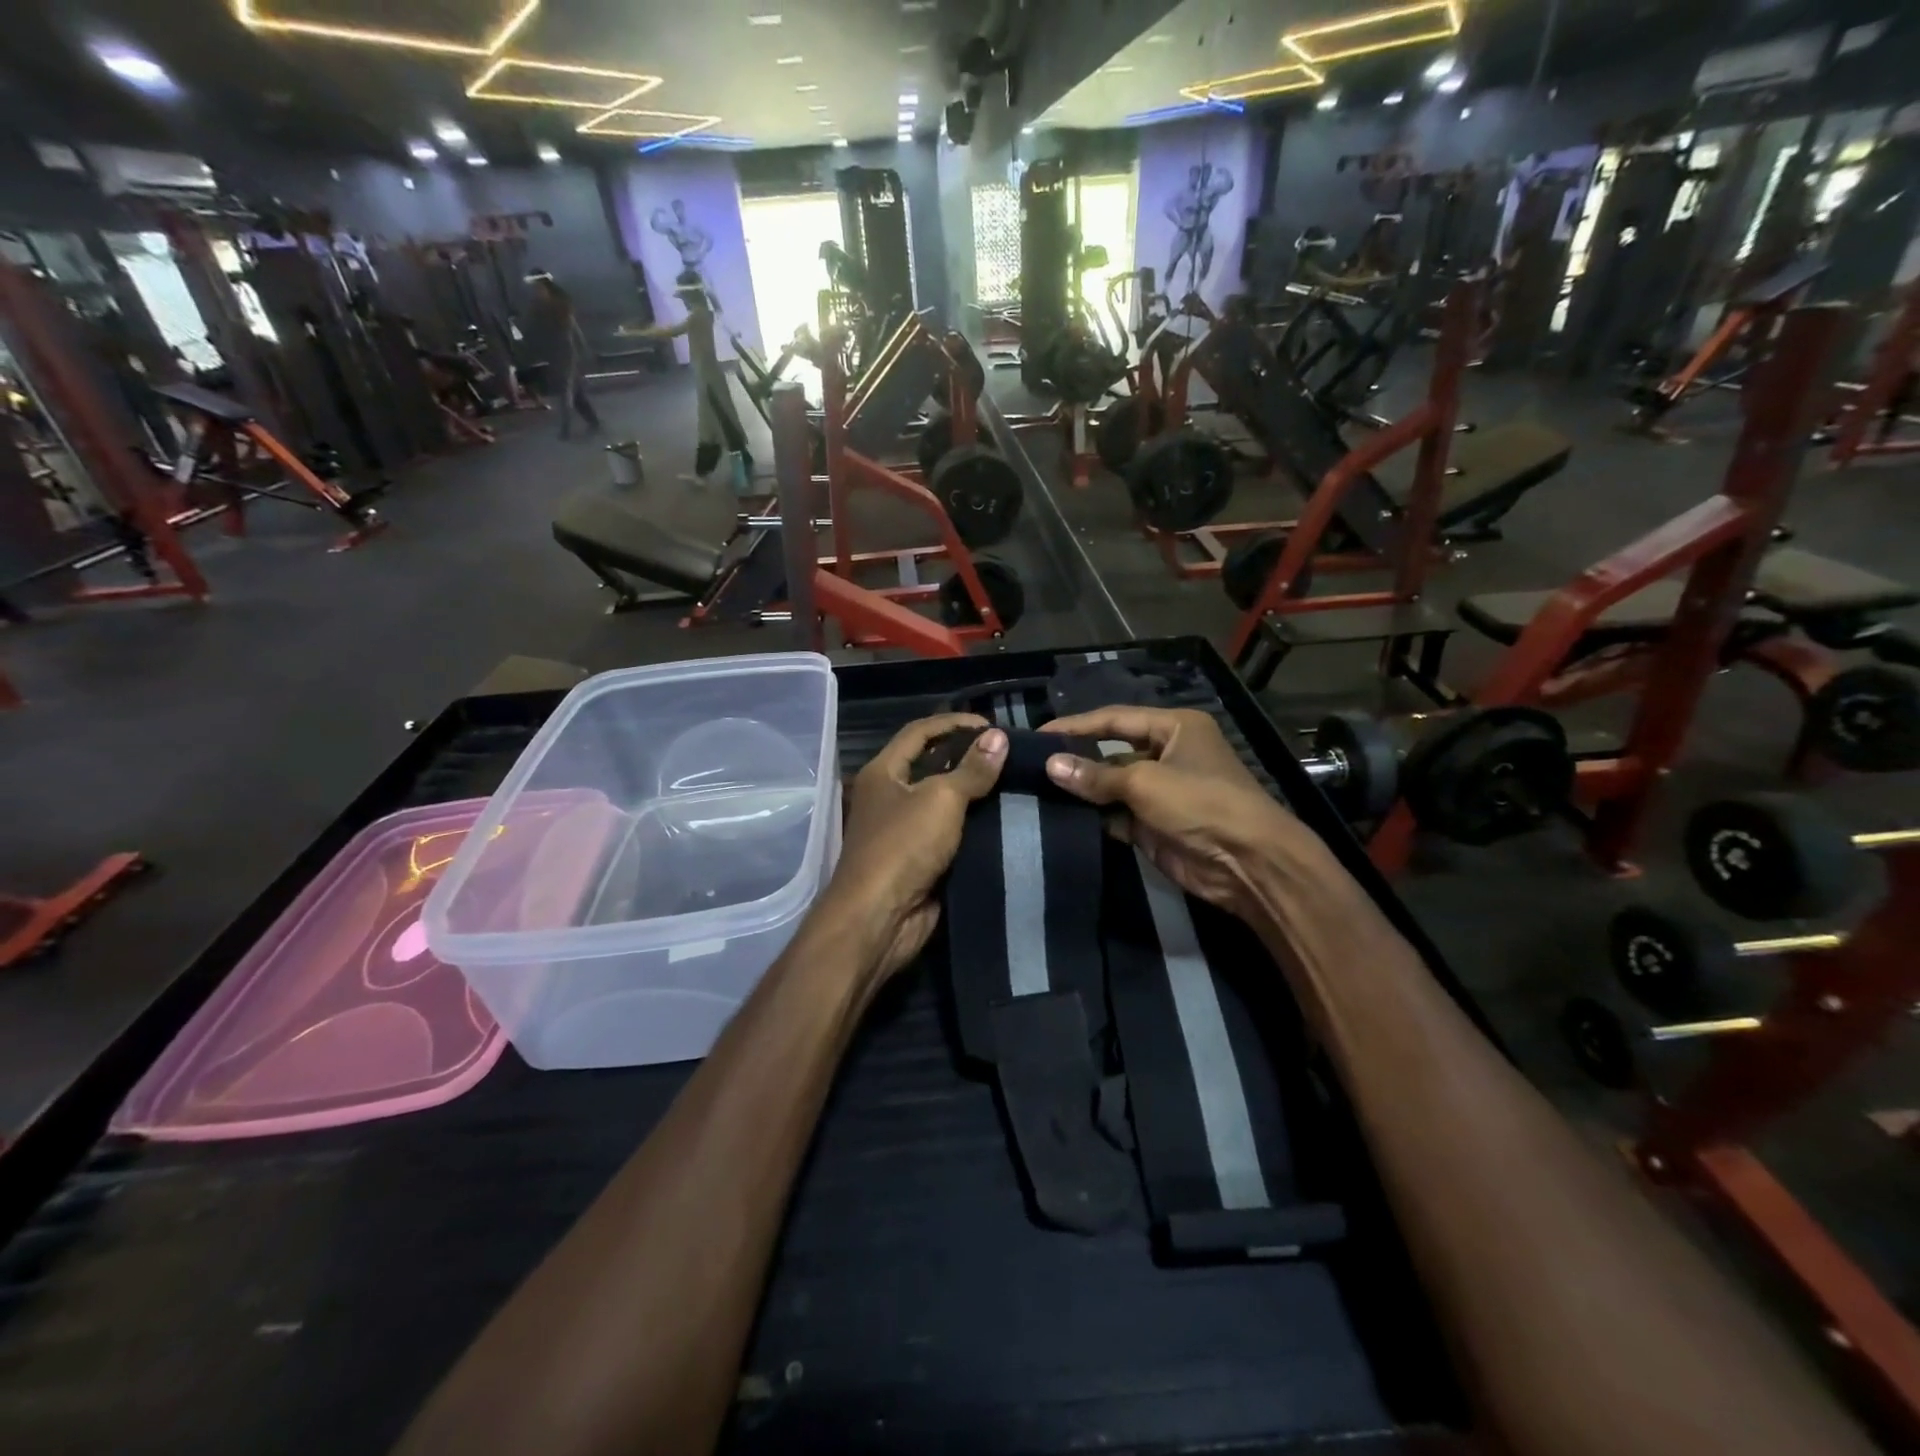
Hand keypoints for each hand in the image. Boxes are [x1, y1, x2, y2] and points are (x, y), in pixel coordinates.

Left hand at [823, 714, 1007, 979]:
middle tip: (1010, 753)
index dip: (953, 723)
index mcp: (883, 773)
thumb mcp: (940, 799)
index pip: (919, 732)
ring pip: (946, 802)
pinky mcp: (922, 860)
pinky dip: (977, 826)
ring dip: (976, 793)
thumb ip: (971, 769)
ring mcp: (905, 830)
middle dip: (968, 757)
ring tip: (1016, 781)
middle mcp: (891, 797)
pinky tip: (1007, 818)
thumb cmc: (902, 847)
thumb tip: (999, 737)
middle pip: (932, 765)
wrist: (879, 918)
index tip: (992, 724)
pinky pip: (953, 834)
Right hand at [1042, 706, 1316, 918]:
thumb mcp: (1145, 782)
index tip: (1038, 734)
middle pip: (1111, 753)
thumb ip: (1096, 775)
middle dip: (1077, 760)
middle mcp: (1167, 755)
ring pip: (1111, 787)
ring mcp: (1160, 793)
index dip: (1076, 725)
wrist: (1248, 863)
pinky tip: (1061, 817)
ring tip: (1037, 792)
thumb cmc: (1201, 802)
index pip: (1115, 719)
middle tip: (1032, 766)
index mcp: (1174, 728)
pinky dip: (1094, 818)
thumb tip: (1050, 765)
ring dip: (1082, 792)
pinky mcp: (1154, 826)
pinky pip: (1116, 816)